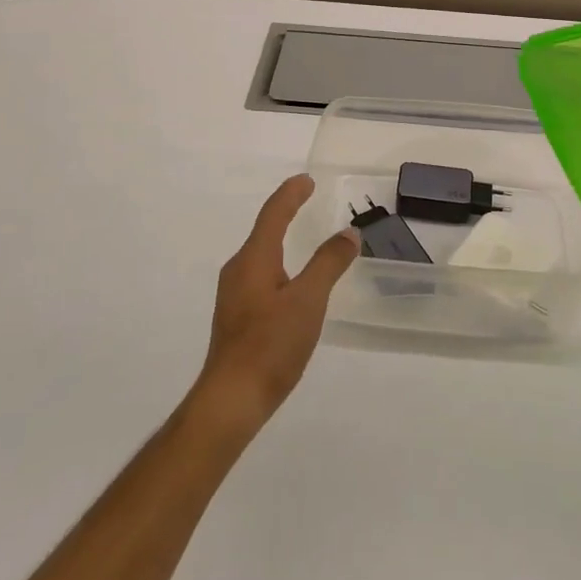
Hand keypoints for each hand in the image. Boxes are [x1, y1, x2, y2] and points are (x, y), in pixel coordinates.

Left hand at [194, 175, 356, 431]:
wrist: (231, 399)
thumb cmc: (271, 345)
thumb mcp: (309, 301)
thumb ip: (329, 263)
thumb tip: (348, 232)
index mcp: (254, 258)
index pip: (273, 214)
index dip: (291, 194)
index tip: (307, 180)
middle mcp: (239, 269)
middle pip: (263, 230)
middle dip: (285, 211)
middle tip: (307, 199)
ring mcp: (234, 294)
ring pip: (260, 254)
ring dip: (280, 237)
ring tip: (300, 234)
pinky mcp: (236, 316)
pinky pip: (259, 274)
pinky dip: (277, 262)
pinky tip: (289, 280)